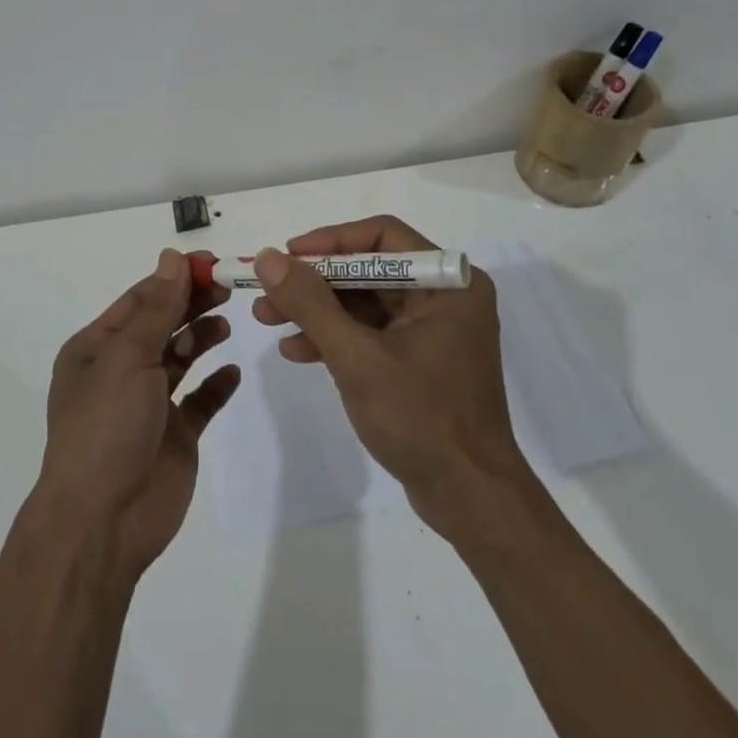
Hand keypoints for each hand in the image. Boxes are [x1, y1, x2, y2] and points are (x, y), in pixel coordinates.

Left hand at [35, 249, 240, 576]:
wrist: (104, 521)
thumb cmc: (107, 426)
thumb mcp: (127, 357)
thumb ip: (157, 309)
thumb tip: (172, 258)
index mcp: (97, 348)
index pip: (140, 299)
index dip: (174, 278)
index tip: (211, 262)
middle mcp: (121, 370)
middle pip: (163, 324)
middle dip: (193, 303)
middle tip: (229, 286)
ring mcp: (149, 404)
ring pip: (181, 357)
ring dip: (203, 337)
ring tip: (227, 323)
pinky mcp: (175, 435)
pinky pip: (199, 400)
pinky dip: (216, 384)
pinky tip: (233, 372)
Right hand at [252, 216, 532, 537]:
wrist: (471, 501)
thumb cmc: (422, 420)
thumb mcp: (357, 358)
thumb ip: (311, 304)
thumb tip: (268, 258)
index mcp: (449, 283)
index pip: (382, 236)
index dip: (330, 241)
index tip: (287, 255)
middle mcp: (445, 296)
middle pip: (368, 269)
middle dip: (314, 282)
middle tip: (266, 292)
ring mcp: (433, 328)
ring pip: (364, 301)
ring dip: (316, 310)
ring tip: (266, 319)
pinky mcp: (420, 358)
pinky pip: (371, 332)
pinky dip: (335, 338)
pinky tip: (296, 351)